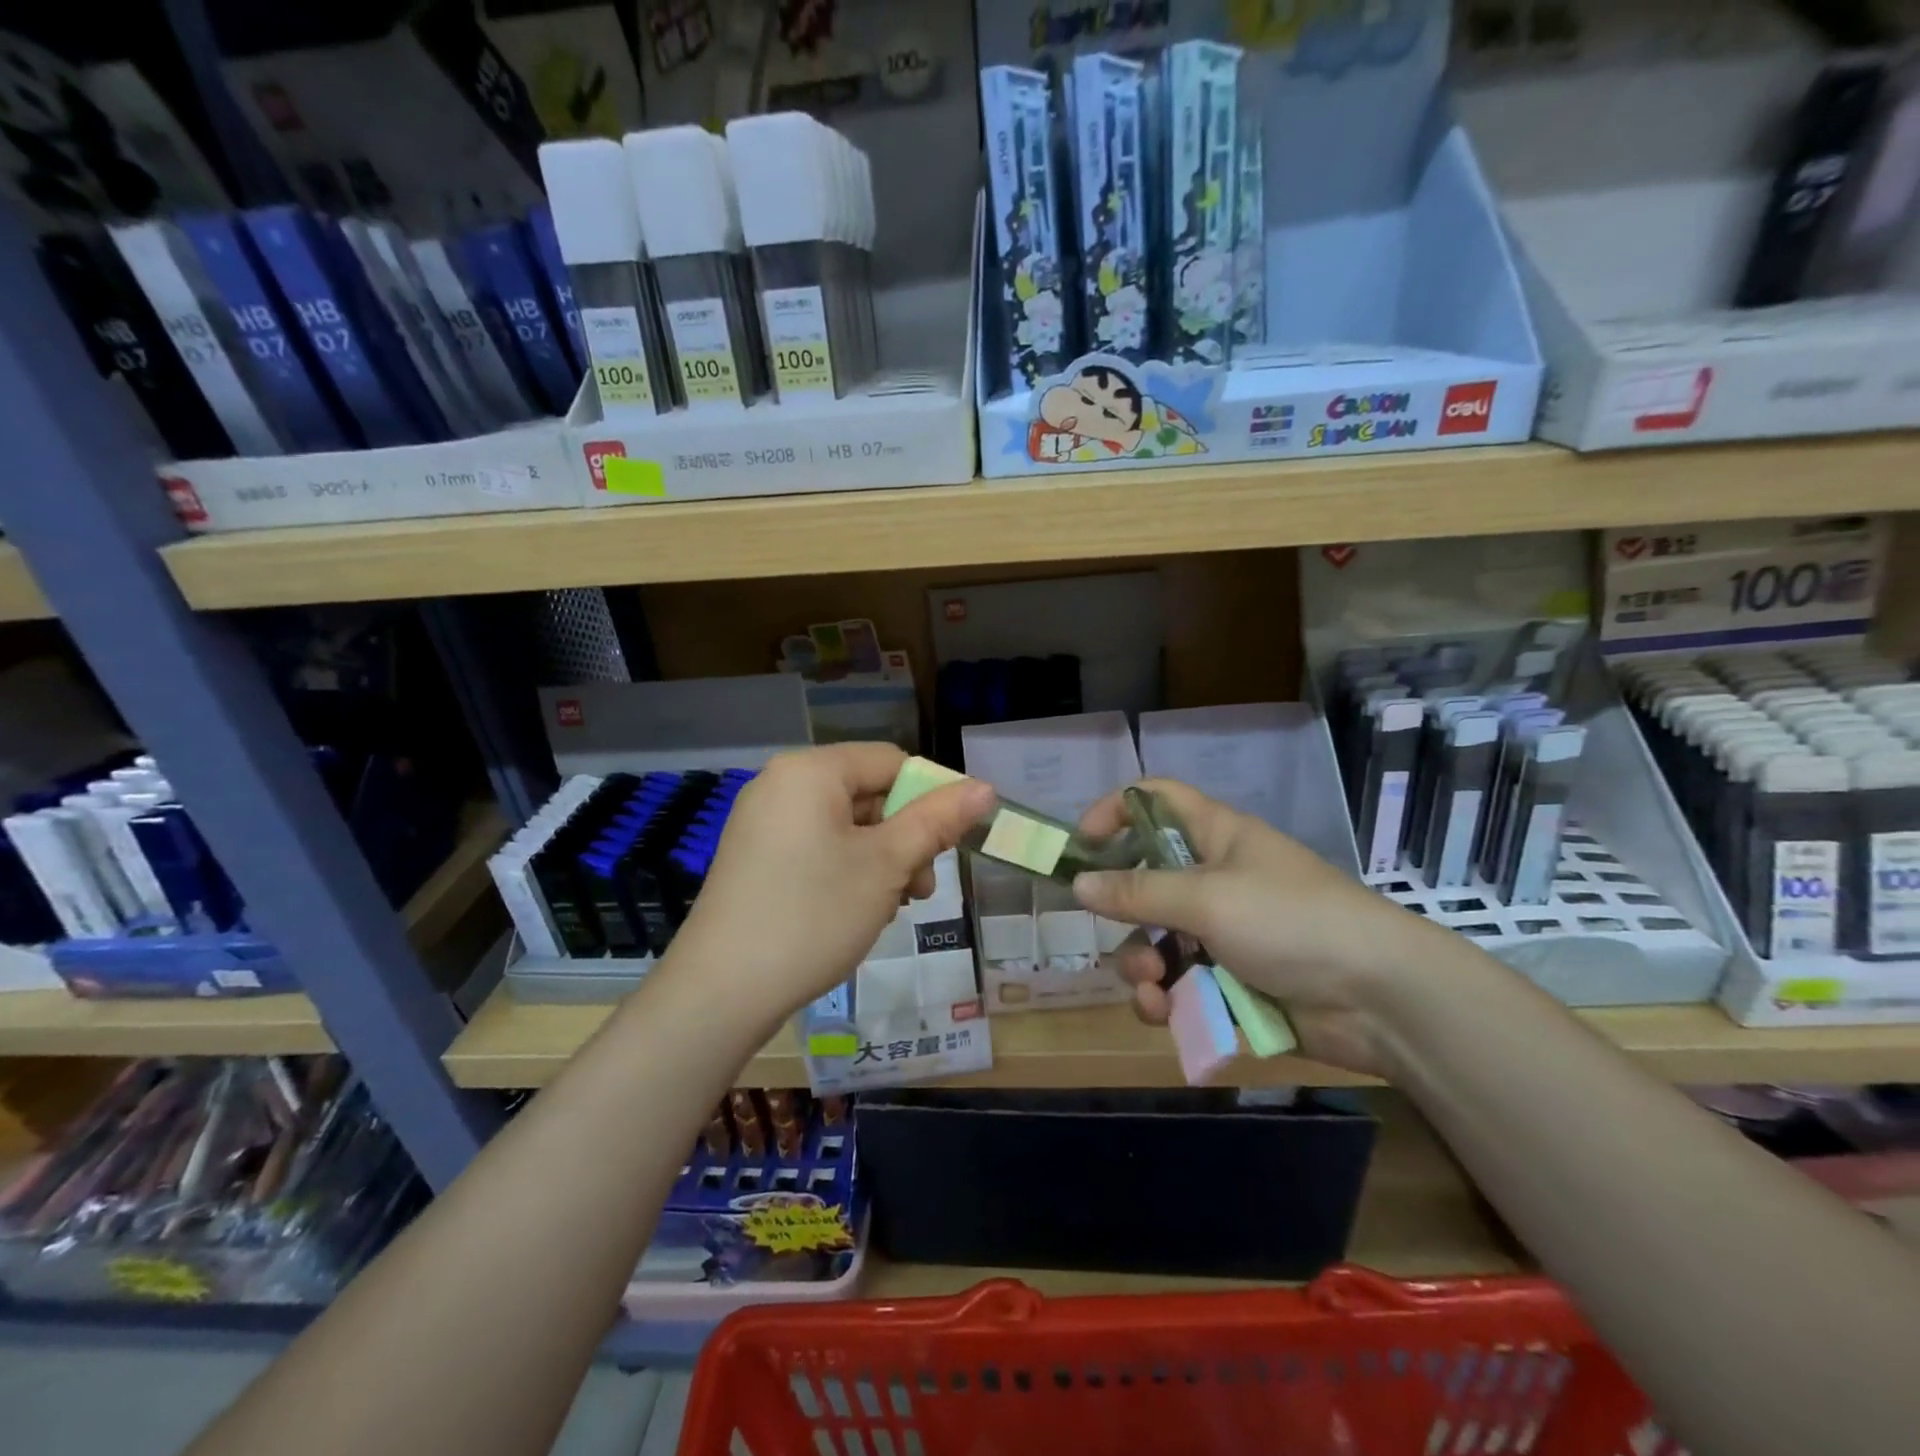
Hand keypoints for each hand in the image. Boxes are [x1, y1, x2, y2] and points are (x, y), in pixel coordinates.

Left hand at [668, 744, 994, 1030]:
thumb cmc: (813, 915)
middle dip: (903, 838)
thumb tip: (985, 787)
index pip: (891, 761)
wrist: (720, 991)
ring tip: (890, 908)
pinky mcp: (753, 856)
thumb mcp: (886, 865)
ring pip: (845, 825)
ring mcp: (762, 821)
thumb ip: (937, 820)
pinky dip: (846, 870)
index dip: (931, 797)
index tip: (950, 845)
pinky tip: (855, 911)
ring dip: (880, 860)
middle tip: (920, 889)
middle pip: (868, 793)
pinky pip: (816, 846)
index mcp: (811, 770)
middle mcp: (781, 783)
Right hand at [1072, 779, 1441, 1074]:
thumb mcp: (1207, 898)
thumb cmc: (1291, 921)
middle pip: (1145, 879)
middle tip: (1115, 931)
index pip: (1156, 800)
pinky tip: (1165, 1012)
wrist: (1380, 999)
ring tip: (1154, 987)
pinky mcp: (1231, 980)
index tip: (1081, 845)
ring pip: (1155, 940)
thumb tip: (1078, 883)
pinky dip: (1165, 997)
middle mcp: (1215, 878)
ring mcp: (1223, 932)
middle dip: (1122, 911)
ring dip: (1142, 964)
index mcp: (1216, 837)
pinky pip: (1179, 982)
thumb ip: (1138, 891)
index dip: (1115, 811)